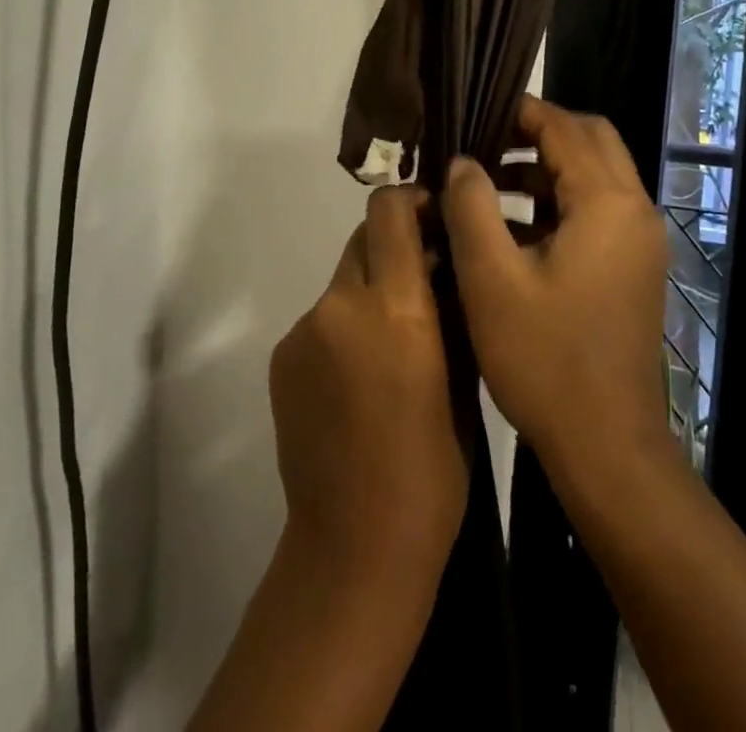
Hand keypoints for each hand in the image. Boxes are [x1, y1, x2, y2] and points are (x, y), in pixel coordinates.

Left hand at [268, 186, 466, 603]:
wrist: (355, 546)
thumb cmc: (432, 470)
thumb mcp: (464, 380)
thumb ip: (450, 310)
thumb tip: (445, 265)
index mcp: (394, 307)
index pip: (388, 211)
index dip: (410, 200)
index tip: (432, 217)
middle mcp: (340, 304)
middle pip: (363, 239)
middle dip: (393, 248)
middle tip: (421, 286)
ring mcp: (303, 329)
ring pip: (343, 281)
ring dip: (368, 293)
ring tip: (391, 345)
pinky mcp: (281, 355)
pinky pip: (321, 319)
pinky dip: (343, 328)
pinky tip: (358, 379)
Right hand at [443, 95, 669, 484]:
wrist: (606, 447)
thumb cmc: (545, 359)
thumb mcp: (491, 278)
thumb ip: (471, 206)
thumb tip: (463, 162)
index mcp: (608, 203)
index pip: (566, 127)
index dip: (520, 112)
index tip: (474, 113)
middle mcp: (635, 211)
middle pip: (590, 141)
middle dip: (536, 133)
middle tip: (483, 144)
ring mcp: (638, 242)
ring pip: (593, 175)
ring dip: (544, 168)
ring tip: (485, 182)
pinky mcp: (631, 268)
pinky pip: (595, 210)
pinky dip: (556, 202)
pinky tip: (509, 227)